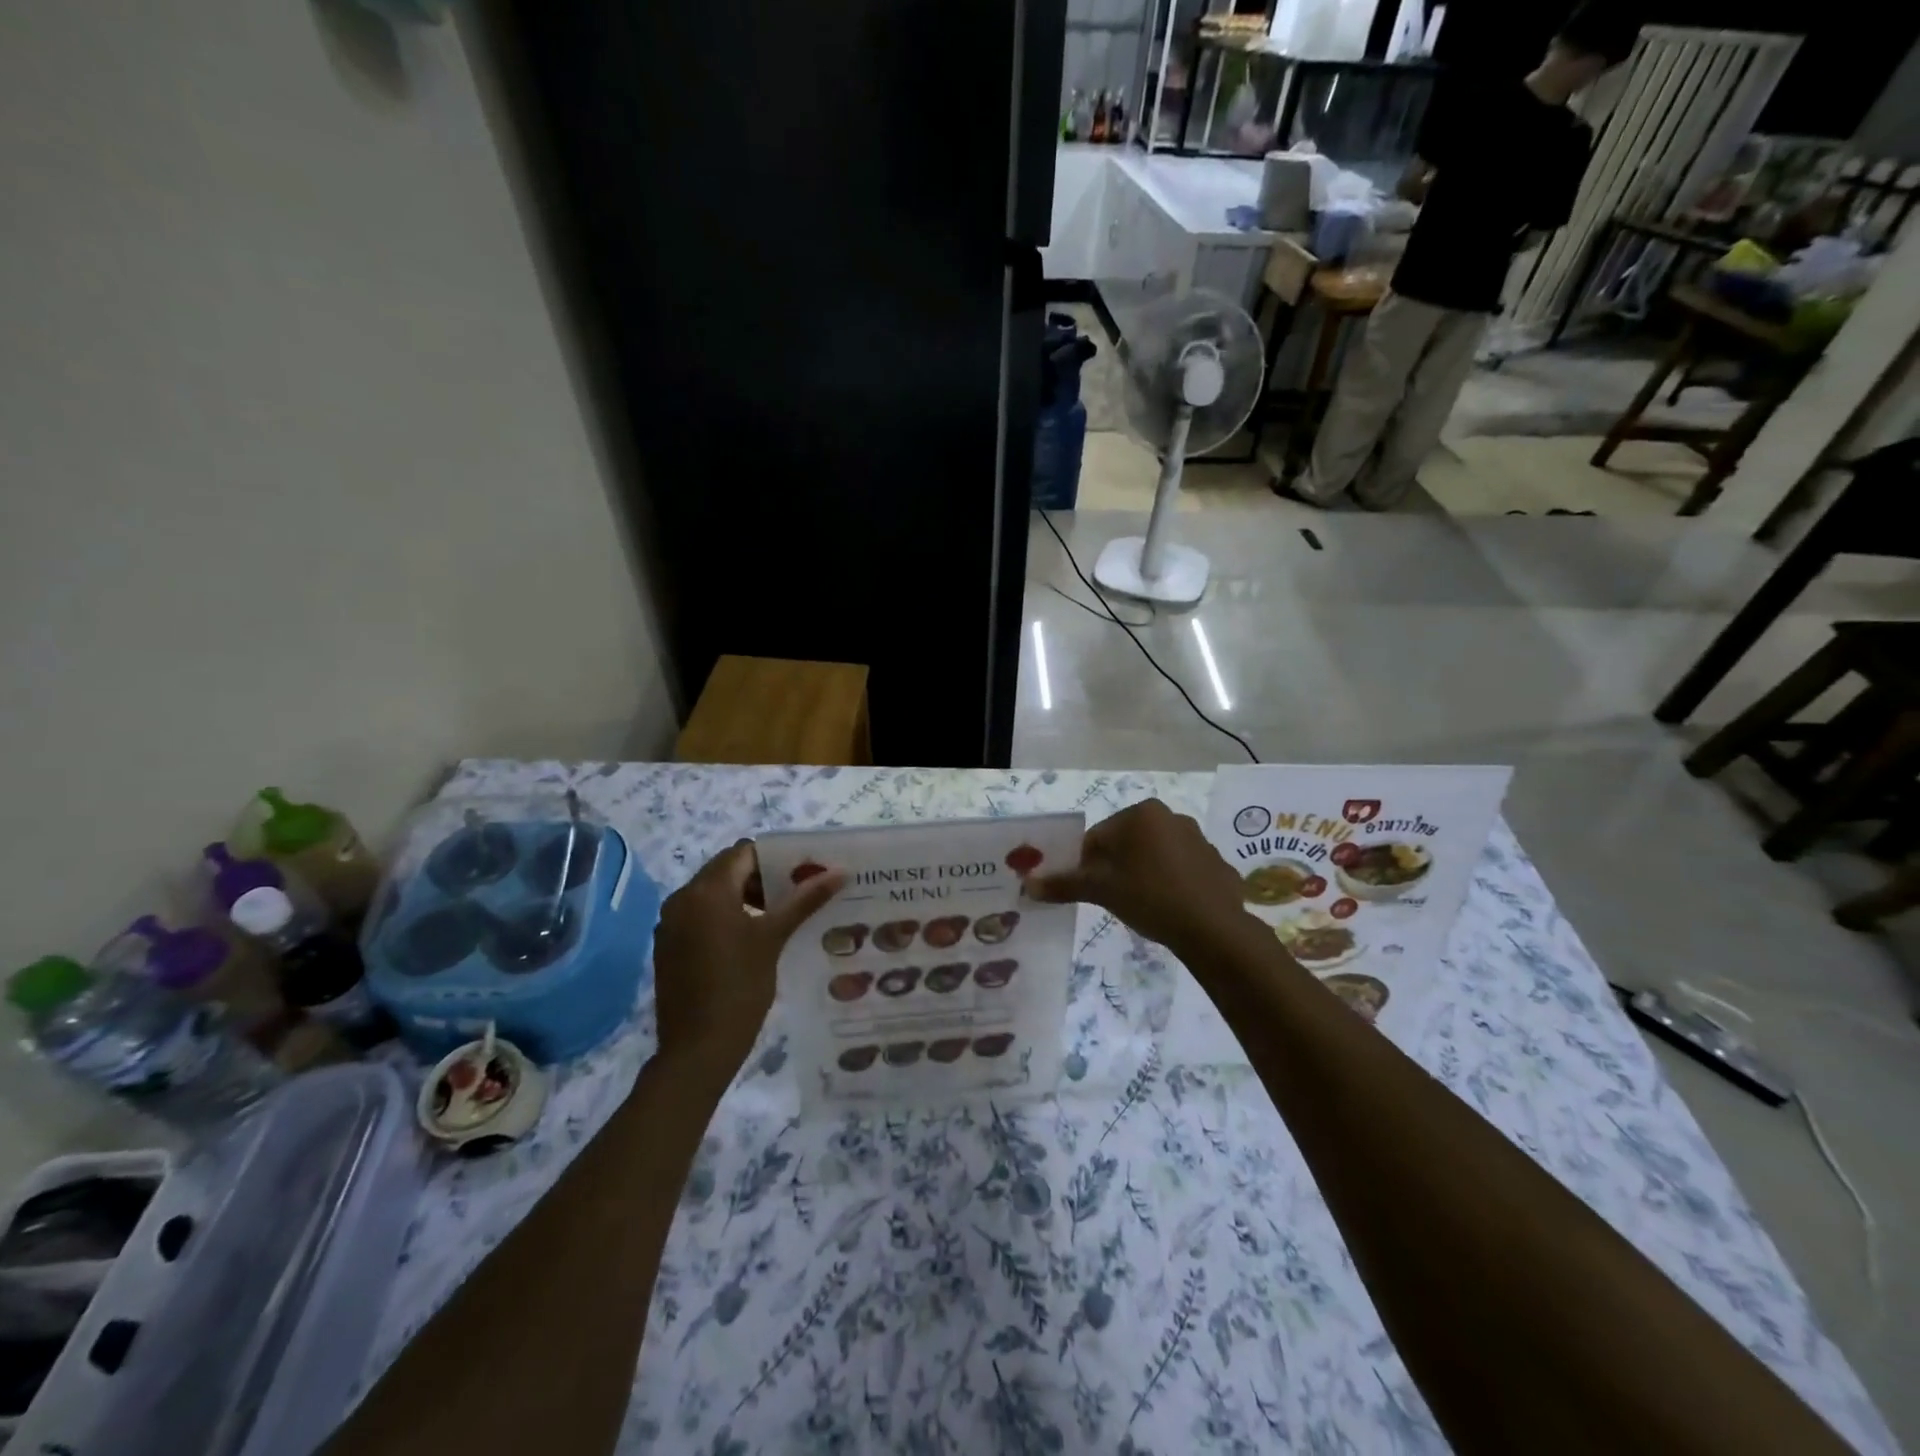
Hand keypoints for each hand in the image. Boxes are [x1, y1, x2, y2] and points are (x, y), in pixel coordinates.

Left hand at [653, 841, 843, 1070]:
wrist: (697, 1050)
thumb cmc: (740, 987)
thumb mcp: (774, 938)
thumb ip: (804, 900)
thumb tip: (839, 871)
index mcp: (706, 891)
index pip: (743, 853)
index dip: (775, 858)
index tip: (803, 874)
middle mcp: (682, 899)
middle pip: (727, 870)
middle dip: (762, 878)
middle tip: (797, 894)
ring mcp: (670, 924)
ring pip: (713, 894)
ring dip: (745, 897)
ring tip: (780, 916)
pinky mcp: (669, 946)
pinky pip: (700, 916)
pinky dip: (726, 917)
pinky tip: (751, 939)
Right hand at [1025, 799, 1246, 958]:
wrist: (1211, 927)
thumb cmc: (1148, 896)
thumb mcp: (1100, 890)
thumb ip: (1063, 884)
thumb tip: (1028, 885)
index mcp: (1140, 814)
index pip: (1098, 837)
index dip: (1086, 865)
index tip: (1088, 890)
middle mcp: (1170, 816)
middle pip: (1127, 843)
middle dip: (1116, 868)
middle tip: (1113, 898)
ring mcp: (1198, 838)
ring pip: (1155, 855)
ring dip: (1143, 874)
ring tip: (1142, 905)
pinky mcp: (1216, 862)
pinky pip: (1182, 869)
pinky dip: (1172, 883)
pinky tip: (1170, 908)